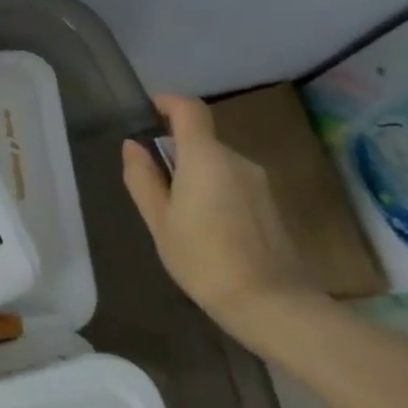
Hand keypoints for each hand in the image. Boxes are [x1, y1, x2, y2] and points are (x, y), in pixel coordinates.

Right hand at [122, 95, 323, 345]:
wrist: (274, 306)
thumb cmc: (204, 259)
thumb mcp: (159, 221)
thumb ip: (143, 178)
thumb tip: (133, 146)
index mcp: (205, 157)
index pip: (189, 108)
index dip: (168, 102)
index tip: (150, 112)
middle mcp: (236, 160)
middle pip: (202, 139)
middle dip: (177, 152)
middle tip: (155, 184)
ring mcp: (259, 183)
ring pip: (219, 164)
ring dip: (197, 175)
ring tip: (181, 214)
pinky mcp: (272, 205)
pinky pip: (235, 183)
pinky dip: (216, 192)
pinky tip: (209, 229)